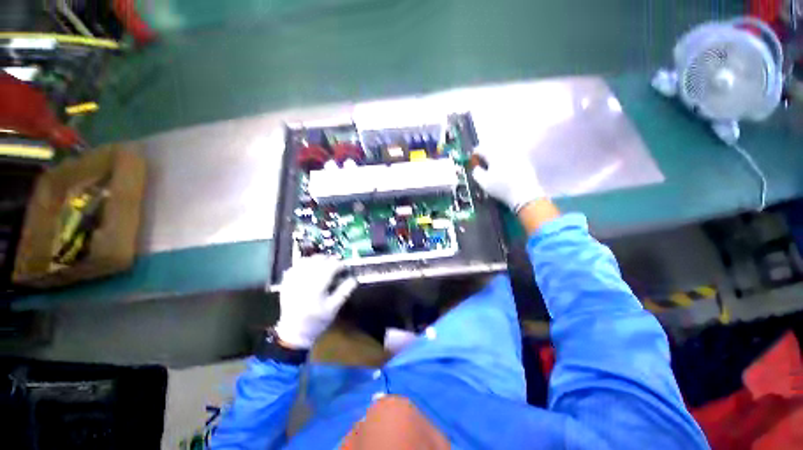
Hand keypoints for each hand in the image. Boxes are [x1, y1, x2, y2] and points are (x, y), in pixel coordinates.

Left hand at [274, 256, 357, 348]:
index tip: (345, 268)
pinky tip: (310, 267)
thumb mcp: (334, 308)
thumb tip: (354, 278)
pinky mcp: (286, 283)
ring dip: (317, 260)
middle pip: (318, 261)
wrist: (294, 332)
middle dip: (330, 260)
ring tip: (324, 264)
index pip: (331, 267)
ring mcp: (293, 281)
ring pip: (306, 261)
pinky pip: (295, 266)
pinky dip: (304, 263)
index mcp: (317, 288)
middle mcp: (304, 281)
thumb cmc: (317, 321)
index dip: (340, 265)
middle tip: (336, 265)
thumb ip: (345, 291)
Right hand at [471, 146, 545, 212]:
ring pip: (502, 152)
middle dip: (485, 155)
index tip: (472, 162)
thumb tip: (475, 167)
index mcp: (494, 154)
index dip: (474, 155)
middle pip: (492, 148)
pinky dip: (505, 161)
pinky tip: (504, 171)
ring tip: (492, 168)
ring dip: (495, 157)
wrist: (525, 194)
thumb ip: (476, 172)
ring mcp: (516, 155)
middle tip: (481, 164)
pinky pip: (511, 157)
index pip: (480, 149)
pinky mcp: (524, 161)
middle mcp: (505, 151)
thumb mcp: (483, 182)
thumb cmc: (501, 188)